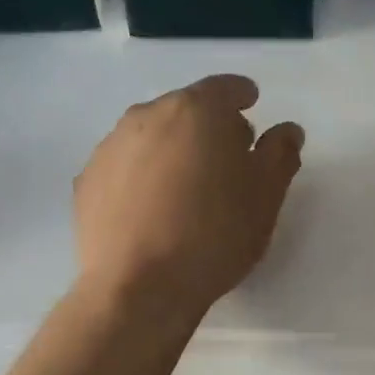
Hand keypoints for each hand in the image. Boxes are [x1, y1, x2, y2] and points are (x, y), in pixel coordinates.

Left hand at [75, 74, 302, 315]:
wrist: (139, 287)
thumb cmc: (214, 235)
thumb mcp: (265, 197)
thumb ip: (280, 154)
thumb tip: (287, 131)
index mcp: (196, 111)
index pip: (225, 88)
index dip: (242, 95)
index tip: (252, 106)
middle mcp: (147, 116)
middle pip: (186, 109)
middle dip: (209, 126)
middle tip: (228, 157)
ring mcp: (111, 147)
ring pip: (152, 136)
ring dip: (173, 150)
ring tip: (188, 188)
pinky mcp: (87, 181)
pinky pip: (126, 167)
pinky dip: (143, 176)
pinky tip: (153, 210)